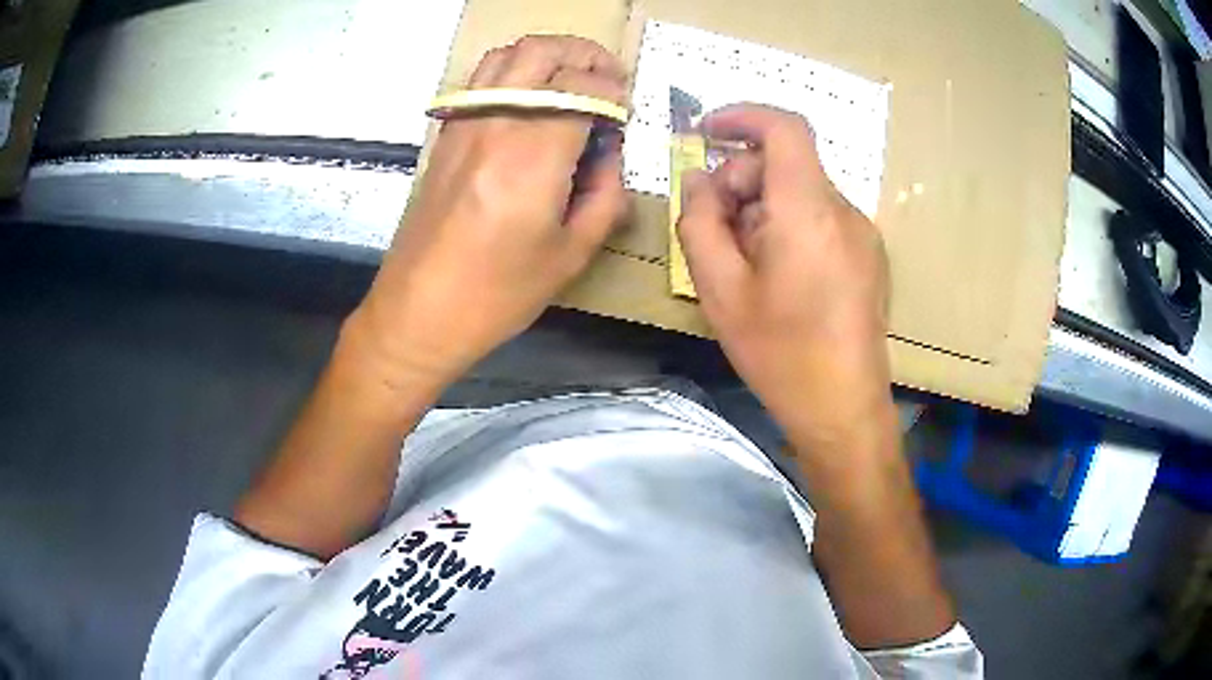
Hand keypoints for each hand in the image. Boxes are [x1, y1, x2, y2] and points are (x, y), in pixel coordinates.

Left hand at [348, 36, 629, 392]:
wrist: (417, 312)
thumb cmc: (496, 295)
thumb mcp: (570, 255)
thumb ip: (605, 195)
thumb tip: (610, 155)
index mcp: (531, 155)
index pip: (582, 87)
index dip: (614, 92)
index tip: (625, 113)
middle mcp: (494, 124)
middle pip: (541, 52)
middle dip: (585, 55)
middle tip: (608, 79)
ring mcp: (463, 125)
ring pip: (506, 55)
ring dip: (547, 56)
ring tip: (572, 81)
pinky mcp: (446, 136)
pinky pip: (483, 80)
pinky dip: (516, 72)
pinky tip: (533, 102)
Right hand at [677, 104, 893, 460]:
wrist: (843, 409)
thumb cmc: (780, 354)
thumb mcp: (719, 290)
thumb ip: (700, 222)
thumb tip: (699, 181)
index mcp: (809, 211)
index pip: (785, 128)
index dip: (742, 116)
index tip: (705, 131)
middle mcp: (844, 211)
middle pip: (786, 164)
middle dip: (742, 181)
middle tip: (715, 230)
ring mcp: (863, 233)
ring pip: (802, 193)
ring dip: (764, 209)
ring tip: (746, 264)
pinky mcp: (869, 255)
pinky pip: (821, 218)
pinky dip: (790, 226)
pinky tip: (780, 276)